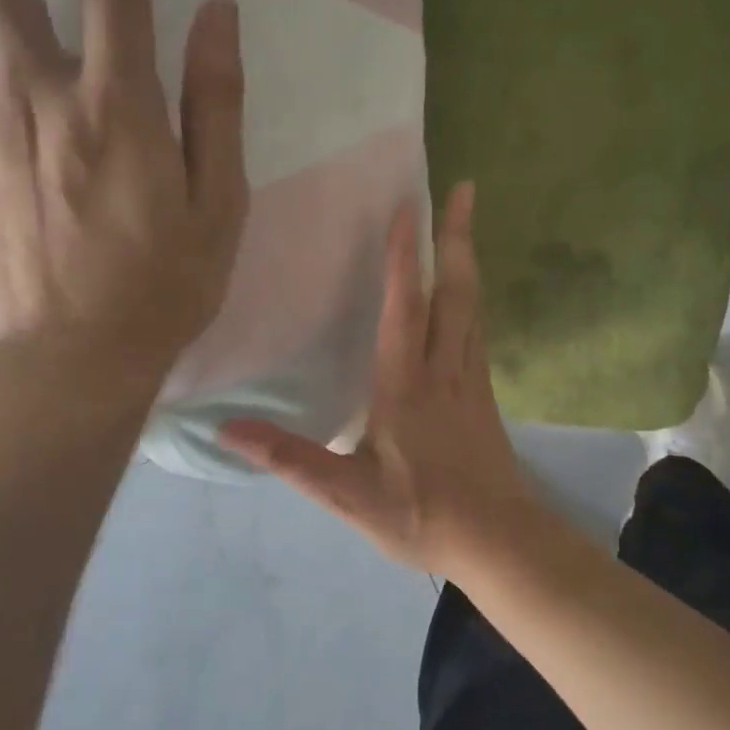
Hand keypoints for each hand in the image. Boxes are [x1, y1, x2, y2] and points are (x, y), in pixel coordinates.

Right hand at [223, 184, 537, 576]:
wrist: (500, 542)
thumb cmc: (423, 515)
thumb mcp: (348, 495)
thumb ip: (291, 459)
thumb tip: (228, 429)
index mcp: (406, 385)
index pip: (404, 307)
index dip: (403, 256)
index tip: (407, 205)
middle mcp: (444, 370)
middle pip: (455, 291)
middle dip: (456, 236)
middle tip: (464, 187)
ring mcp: (471, 382)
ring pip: (473, 308)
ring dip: (468, 260)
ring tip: (465, 222)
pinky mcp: (484, 397)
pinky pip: (478, 332)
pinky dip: (472, 299)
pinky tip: (468, 297)